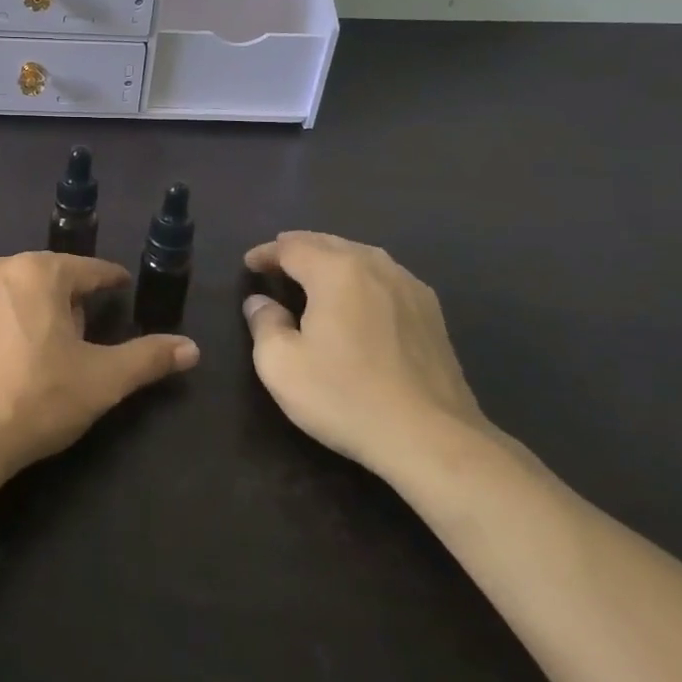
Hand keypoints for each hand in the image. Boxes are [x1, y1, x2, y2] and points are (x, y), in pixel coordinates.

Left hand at [0, 252, 198, 475]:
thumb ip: (149, 358)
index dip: (107, 279)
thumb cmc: (37, 399)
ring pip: (0, 293)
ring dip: (17, 310)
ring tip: (26, 349)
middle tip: (74, 335)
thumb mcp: (102, 380)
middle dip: (61, 300)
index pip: (86, 269)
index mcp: (39, 272)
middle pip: (41, 279)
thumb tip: (193, 348)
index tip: (119, 286)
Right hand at [242, 232, 488, 480]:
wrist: (430, 438)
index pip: (292, 247)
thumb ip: (264, 323)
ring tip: (313, 273)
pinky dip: (361, 277)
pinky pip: (386, 278)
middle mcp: (375, 267)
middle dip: (299, 248)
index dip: (266, 252)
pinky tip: (359, 297)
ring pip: (362, 256)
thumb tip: (261, 302)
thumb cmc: (345, 396)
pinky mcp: (432, 314)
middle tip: (276, 261)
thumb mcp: (281, 365)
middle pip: (329, 243)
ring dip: (332, 259)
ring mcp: (410, 288)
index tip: (249, 265)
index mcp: (336, 271)